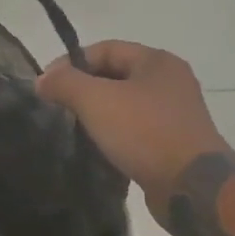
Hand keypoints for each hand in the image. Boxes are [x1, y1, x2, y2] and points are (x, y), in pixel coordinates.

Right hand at [37, 41, 225, 211]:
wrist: (192, 186)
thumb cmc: (145, 132)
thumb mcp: (96, 100)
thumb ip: (65, 83)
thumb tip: (42, 79)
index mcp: (157, 61)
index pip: (104, 49)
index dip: (71, 62)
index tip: (46, 85)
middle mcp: (170, 81)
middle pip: (115, 75)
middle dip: (83, 88)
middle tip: (56, 107)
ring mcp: (176, 113)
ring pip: (125, 104)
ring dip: (98, 113)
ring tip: (73, 128)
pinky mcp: (175, 142)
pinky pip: (136, 129)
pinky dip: (115, 134)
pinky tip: (97, 148)